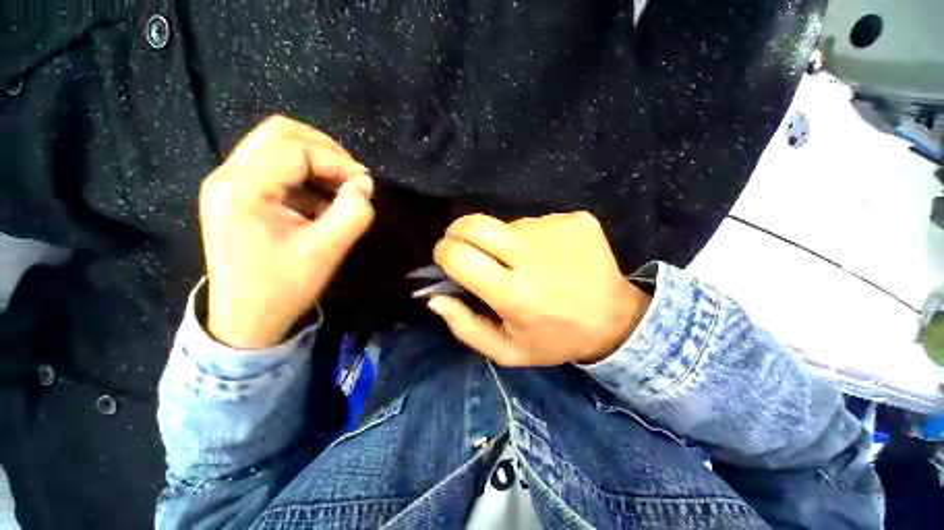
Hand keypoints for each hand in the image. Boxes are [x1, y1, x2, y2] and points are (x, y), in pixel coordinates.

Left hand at [199, 115, 374, 348]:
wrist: (246, 320)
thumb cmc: (283, 288)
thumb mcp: (326, 251)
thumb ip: (352, 213)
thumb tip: (365, 185)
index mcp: (242, 189)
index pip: (295, 150)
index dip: (337, 161)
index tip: (364, 183)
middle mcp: (228, 176)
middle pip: (279, 134)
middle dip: (324, 149)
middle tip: (351, 175)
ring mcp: (229, 185)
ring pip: (276, 147)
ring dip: (315, 161)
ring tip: (340, 188)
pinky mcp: (237, 196)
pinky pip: (275, 168)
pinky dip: (305, 176)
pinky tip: (321, 201)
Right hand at [430, 212, 650, 365]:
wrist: (616, 319)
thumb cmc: (555, 339)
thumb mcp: (507, 350)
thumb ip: (465, 327)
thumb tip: (435, 298)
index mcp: (514, 293)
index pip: (458, 256)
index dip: (443, 253)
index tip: (446, 259)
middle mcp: (532, 255)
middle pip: (474, 224)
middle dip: (458, 233)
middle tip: (467, 248)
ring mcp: (556, 231)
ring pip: (507, 224)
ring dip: (503, 241)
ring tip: (523, 262)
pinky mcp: (576, 220)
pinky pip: (536, 221)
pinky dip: (533, 237)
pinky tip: (550, 255)